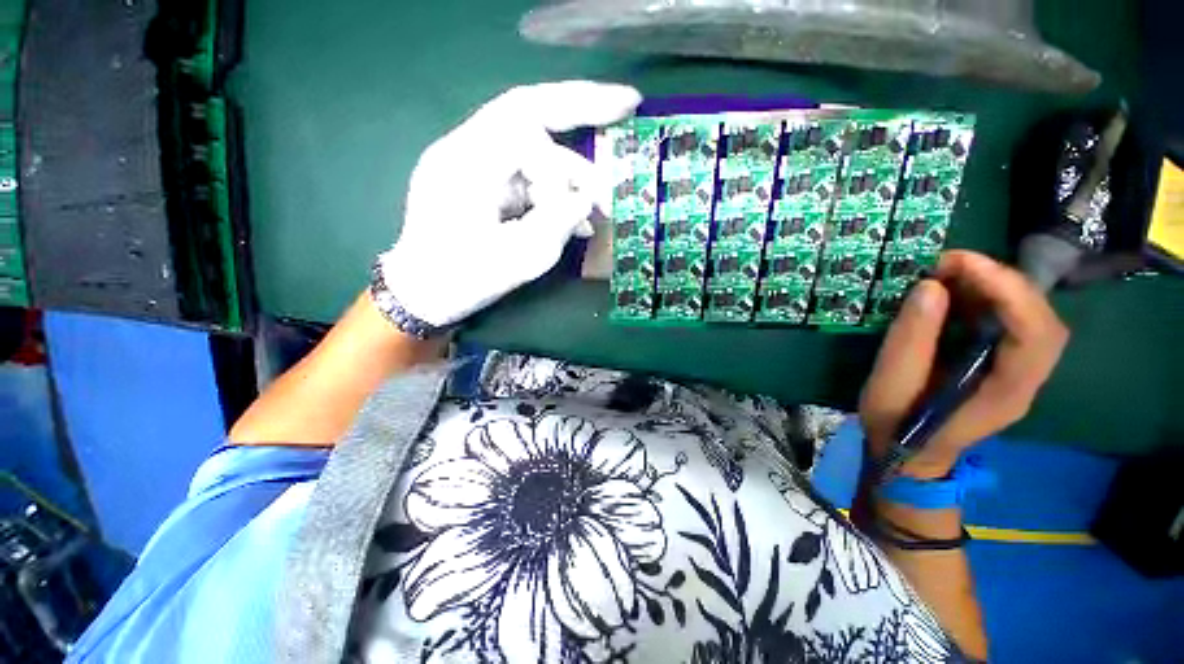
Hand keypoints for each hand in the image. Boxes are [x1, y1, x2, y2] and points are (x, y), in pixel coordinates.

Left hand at [379, 81, 642, 327]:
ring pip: (532, 150)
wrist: (422, 294)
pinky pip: (526, 175)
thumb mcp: (519, 259)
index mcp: (466, 163)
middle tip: (626, 103)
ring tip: (599, 209)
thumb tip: (588, 198)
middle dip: (580, 106)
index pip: (527, 123)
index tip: (618, 137)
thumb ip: (558, 222)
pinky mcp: (481, 183)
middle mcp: (466, 151)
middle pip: (528, 113)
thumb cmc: (463, 281)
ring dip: (570, 175)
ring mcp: (472, 165)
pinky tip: (575, 220)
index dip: (577, 126)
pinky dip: (554, 192)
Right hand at [859, 250, 1068, 477]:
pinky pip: (1008, 321)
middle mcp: (1024, 378)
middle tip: (949, 264)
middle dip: (1000, 282)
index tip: (960, 265)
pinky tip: (953, 293)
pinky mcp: (1000, 362)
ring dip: (993, 286)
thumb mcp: (891, 384)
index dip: (1008, 292)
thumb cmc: (896, 424)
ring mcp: (1016, 370)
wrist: (905, 451)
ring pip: (1028, 315)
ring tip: (947, 273)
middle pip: (1039, 318)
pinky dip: (985, 298)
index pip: (1035, 334)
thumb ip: (911, 339)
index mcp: (1005, 392)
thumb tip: (931, 287)